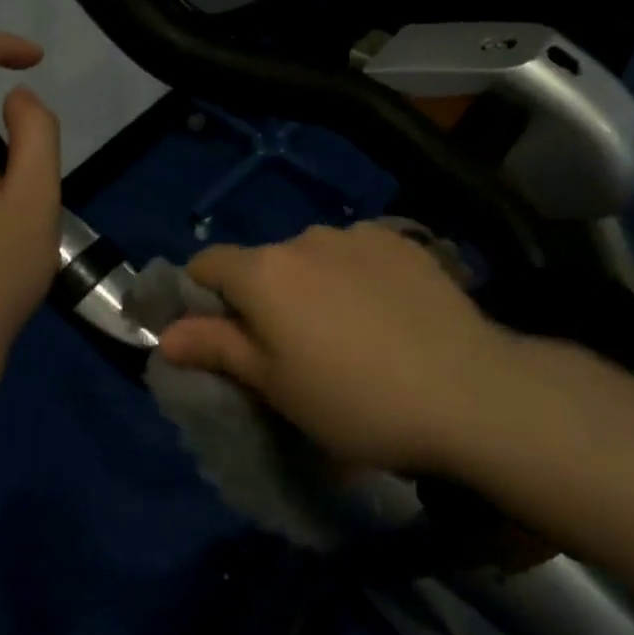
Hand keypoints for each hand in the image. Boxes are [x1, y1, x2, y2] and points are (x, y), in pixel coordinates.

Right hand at [159, 222, 512, 472]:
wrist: (467, 389)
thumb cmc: (356, 401)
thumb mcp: (277, 387)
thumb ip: (217, 349)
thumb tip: (165, 333)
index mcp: (265, 272)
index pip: (207, 264)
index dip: (200, 297)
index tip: (218, 336)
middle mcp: (304, 237)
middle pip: (263, 262)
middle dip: (263, 298)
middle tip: (291, 352)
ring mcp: (357, 234)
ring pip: (312, 257)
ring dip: (312, 285)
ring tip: (347, 334)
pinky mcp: (401, 239)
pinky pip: (357, 253)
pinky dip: (354, 276)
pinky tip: (386, 314)